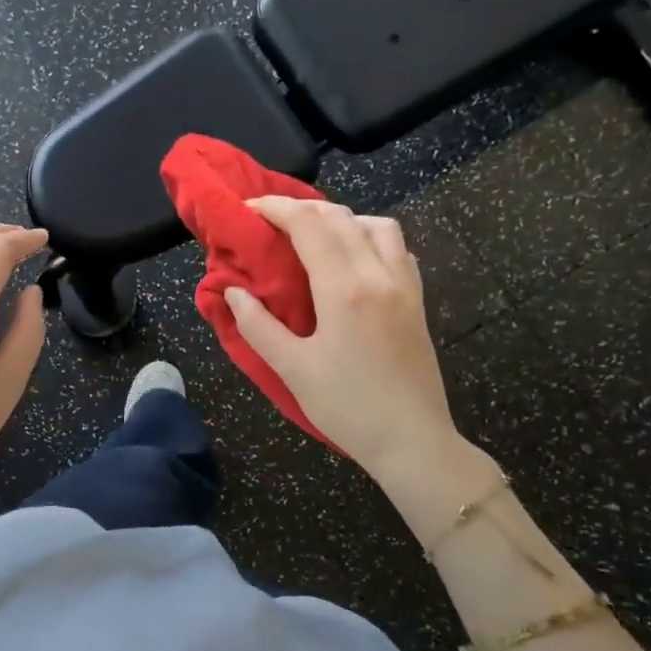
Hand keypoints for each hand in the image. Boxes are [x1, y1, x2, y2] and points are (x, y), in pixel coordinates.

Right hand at [225, 197, 483, 495]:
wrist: (413, 441)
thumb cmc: (348, 407)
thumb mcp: (293, 369)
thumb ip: (258, 326)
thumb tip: (233, 292)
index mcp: (345, 288)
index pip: (308, 225)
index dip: (276, 208)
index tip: (249, 209)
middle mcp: (378, 274)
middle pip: (340, 217)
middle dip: (302, 208)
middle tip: (271, 220)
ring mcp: (404, 285)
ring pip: (377, 224)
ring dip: (342, 218)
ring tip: (315, 236)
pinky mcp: (417, 300)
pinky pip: (398, 249)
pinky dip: (371, 237)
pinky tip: (354, 260)